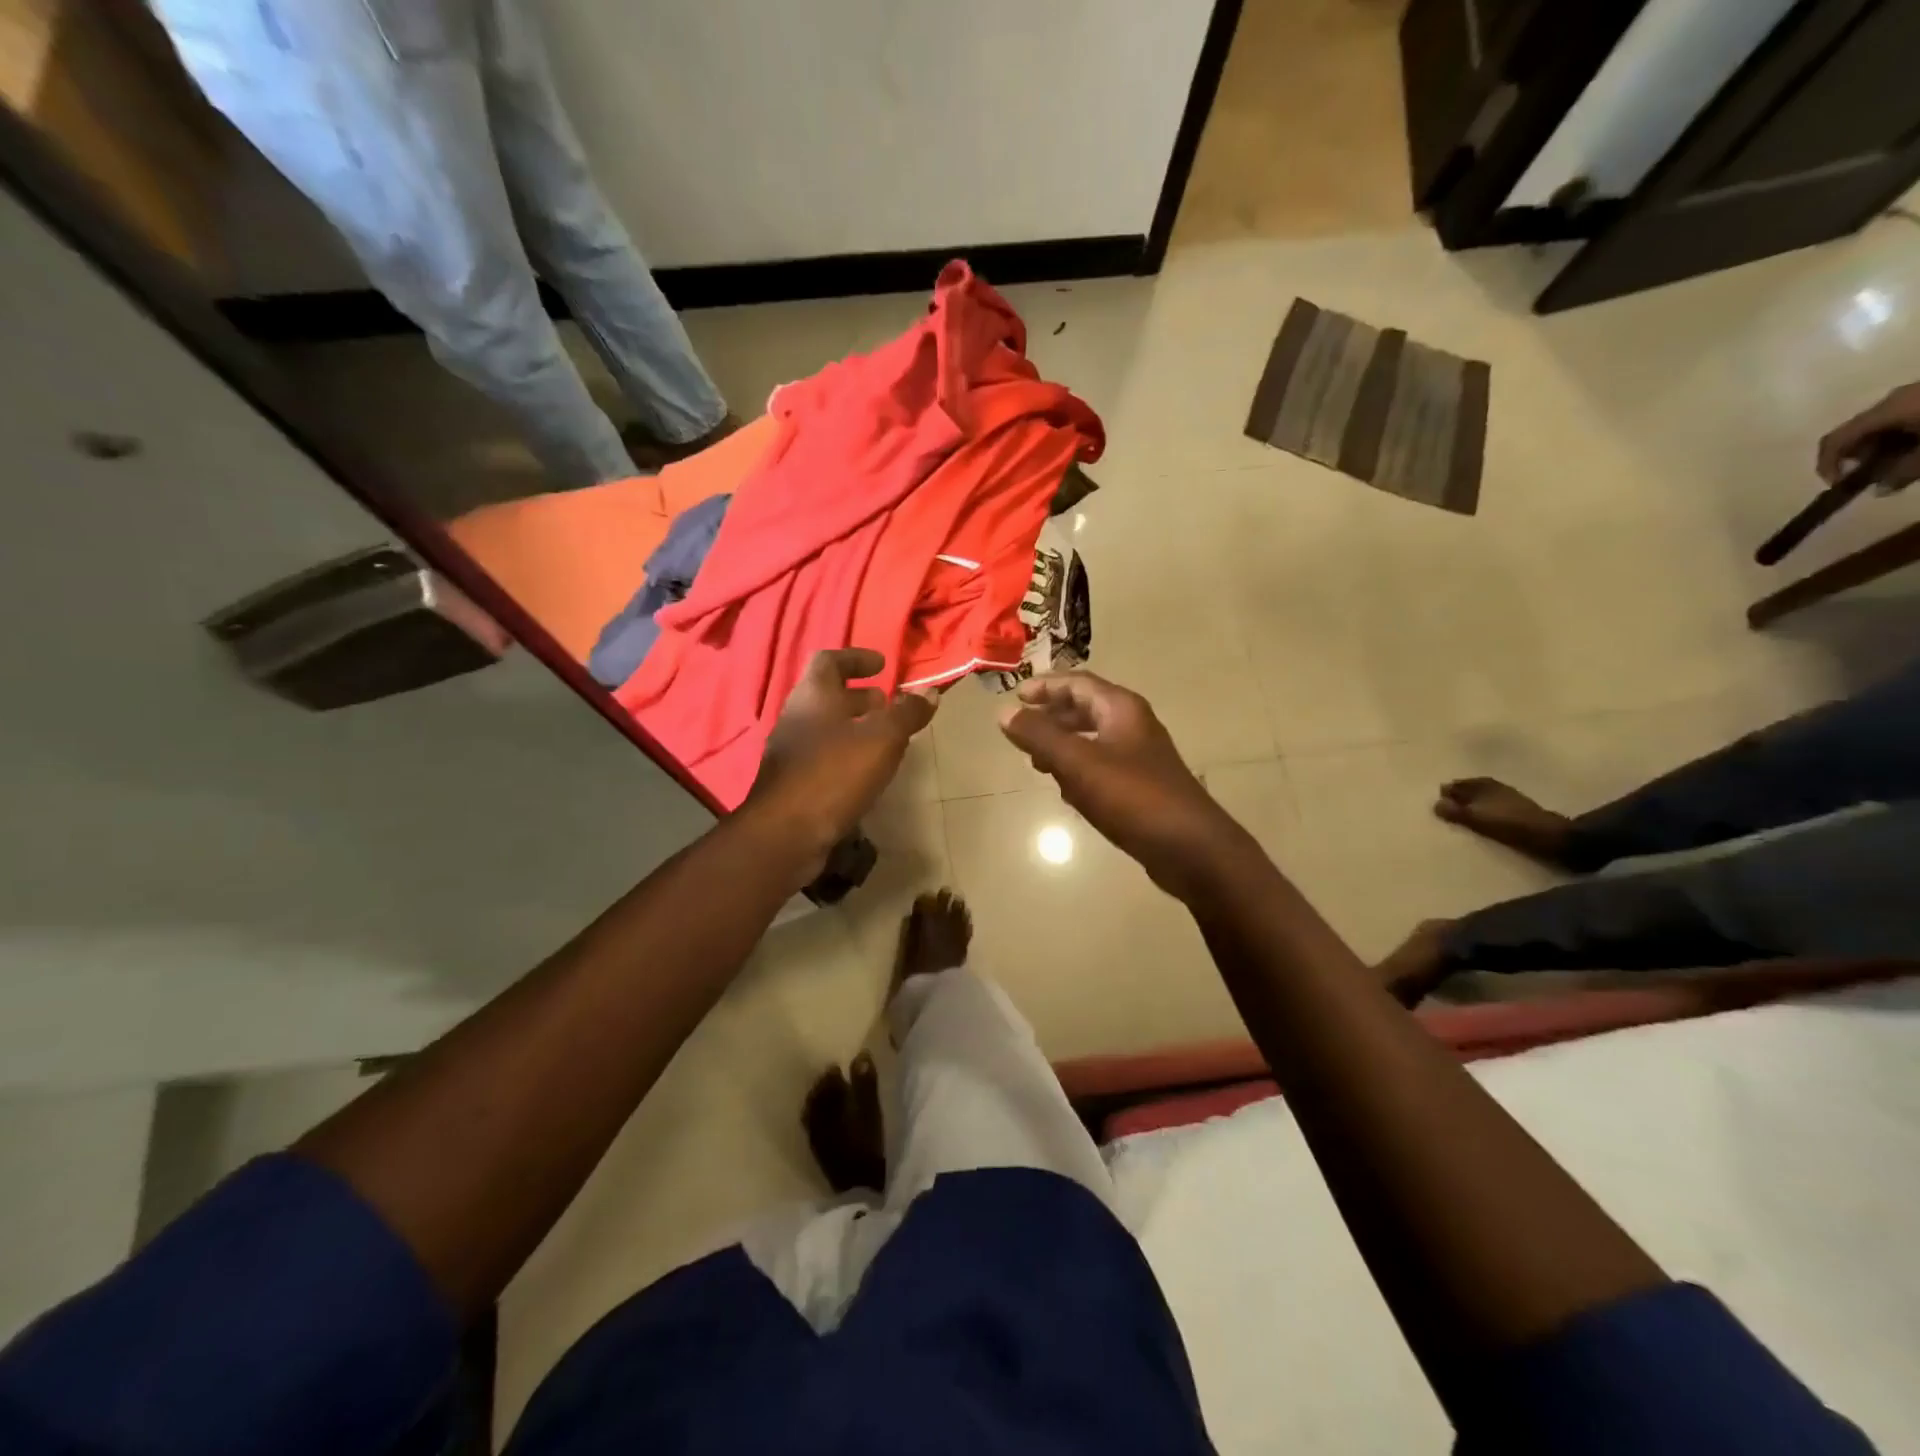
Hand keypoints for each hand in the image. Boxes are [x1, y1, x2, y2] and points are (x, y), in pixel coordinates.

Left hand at [746, 648, 934, 870]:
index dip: (857, 658)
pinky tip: (865, 772)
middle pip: (827, 695)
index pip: (830, 660)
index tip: (882, 664)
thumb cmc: (835, 774)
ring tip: (884, 739)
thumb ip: (907, 714)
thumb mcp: (882, 739)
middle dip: (860, 696)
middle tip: (887, 704)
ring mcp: (789, 751)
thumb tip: (929, 691)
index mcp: (813, 696)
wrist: (786, 834)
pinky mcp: (791, 782)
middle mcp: (796, 717)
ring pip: (825, 728)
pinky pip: (822, 756)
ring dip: (854, 727)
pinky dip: (845, 754)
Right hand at [998, 672, 1252, 898]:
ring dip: (1063, 746)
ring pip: (1092, 740)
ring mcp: (1139, 758)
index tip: (1015, 697)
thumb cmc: (1133, 797)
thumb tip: (1004, 712)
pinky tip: (1066, 792)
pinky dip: (1079, 772)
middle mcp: (1133, 726)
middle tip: (1021, 732)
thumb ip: (1040, 736)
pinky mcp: (1141, 787)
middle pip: (1085, 709)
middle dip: (1051, 717)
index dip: (1045, 687)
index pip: (1077, 683)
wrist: (1190, 848)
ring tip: (1036, 763)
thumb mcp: (1079, 763)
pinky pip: (1101, 769)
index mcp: (1121, 709)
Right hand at [1816, 383, 1919, 487]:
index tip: (1841, 486)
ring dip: (1886, 449)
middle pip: (1858, 432)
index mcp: (1888, 410)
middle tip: (1881, 476)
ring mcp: (1918, 394)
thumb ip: (1903, 472)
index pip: (1835, 440)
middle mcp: (1896, 399)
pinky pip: (1906, 418)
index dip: (1827, 465)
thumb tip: (1880, 488)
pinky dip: (1906, 437)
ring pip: (1883, 426)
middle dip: (1861, 458)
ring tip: (1907, 464)